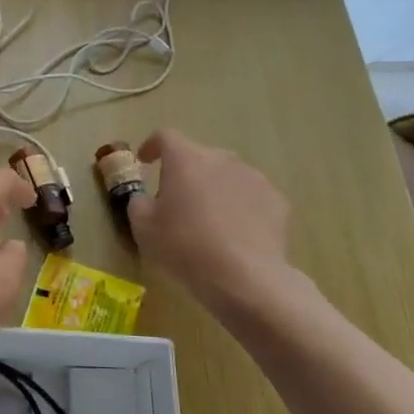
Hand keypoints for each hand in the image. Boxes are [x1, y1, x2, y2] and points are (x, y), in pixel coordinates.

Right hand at [127, 130, 303, 314]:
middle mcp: (221, 158)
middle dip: (186, 173)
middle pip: (198, 157)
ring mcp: (253, 177)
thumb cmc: (184, 247)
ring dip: (215, 189)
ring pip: (227, 175)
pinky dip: (241, 207)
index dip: (151, 146)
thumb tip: (144, 197)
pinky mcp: (276, 200)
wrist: (244, 277)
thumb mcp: (143, 227)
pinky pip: (250, 196)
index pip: (165, 136)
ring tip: (210, 220)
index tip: (145, 162)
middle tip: (177, 202)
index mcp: (185, 158)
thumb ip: (138, 202)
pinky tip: (237, 234)